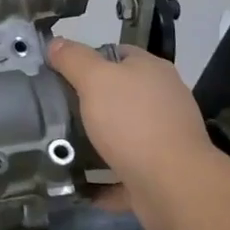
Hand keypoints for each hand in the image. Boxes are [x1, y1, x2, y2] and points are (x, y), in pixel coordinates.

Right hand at [49, 38, 222, 229]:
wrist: (174, 187)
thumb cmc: (133, 122)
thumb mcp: (95, 80)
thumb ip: (73, 59)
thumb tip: (55, 43)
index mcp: (152, 70)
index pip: (117, 53)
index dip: (87, 60)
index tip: (60, 75)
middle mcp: (163, 100)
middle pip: (120, 94)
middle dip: (89, 103)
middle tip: (56, 111)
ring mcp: (165, 139)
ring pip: (123, 135)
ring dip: (96, 142)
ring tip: (62, 146)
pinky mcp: (161, 174)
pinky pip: (125, 172)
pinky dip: (104, 178)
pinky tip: (80, 182)